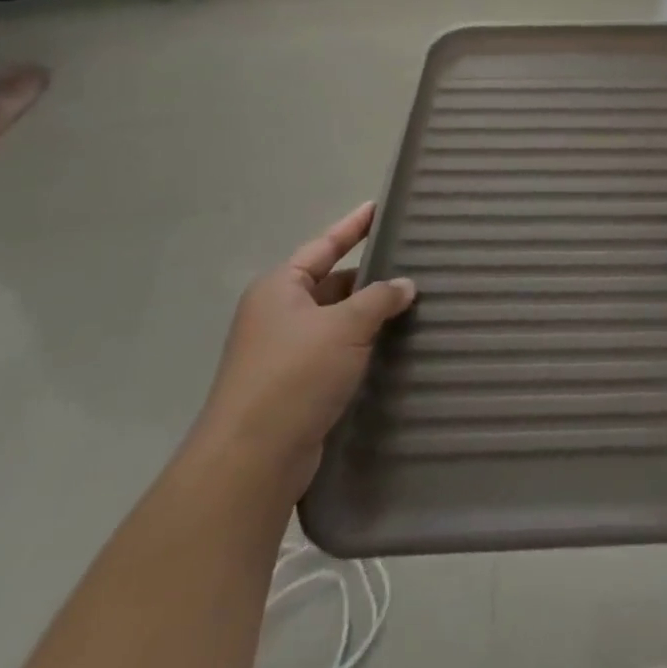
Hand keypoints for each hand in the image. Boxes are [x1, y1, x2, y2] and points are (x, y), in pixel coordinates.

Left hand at [194, 203, 416, 501]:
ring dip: (369, 314)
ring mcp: (284, 353)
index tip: (378, 206)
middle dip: (370, 276)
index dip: (353, 226)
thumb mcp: (346, 325)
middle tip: (413, 262)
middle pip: (331, 283)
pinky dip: (362, 345)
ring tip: (414, 303)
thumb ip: (380, 298)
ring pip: (337, 320)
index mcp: (279, 289)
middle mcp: (277, 315)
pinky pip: (336, 352)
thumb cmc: (295, 375)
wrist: (252, 460)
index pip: (324, 246)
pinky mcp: (295, 387)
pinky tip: (394, 346)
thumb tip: (405, 286)